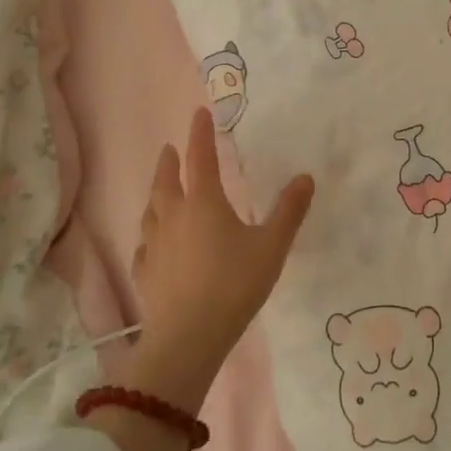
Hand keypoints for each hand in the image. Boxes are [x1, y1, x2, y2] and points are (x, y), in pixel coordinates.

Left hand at [121, 106, 314, 411]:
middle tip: (170, 149)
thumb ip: (289, 211)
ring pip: (151, 211)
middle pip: (166, 181)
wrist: (188, 337)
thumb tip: (305, 177)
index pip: (201, 158)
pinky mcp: (146, 274)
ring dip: (156, 194)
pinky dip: (149, 236)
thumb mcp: (272, 247)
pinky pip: (145, 246)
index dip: (200, 133)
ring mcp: (155, 246)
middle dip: (169, 161)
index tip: (199, 112)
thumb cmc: (234, 285)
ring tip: (161, 191)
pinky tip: (151, 244)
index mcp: (204, 203)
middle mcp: (174, 217)